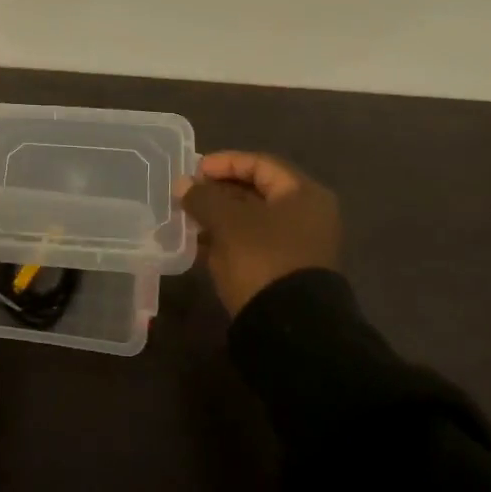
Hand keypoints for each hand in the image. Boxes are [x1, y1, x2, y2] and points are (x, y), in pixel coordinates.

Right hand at [177, 151, 341, 315]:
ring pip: (253, 220)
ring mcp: (299, 245)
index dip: (225, 163)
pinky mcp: (286, 271)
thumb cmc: (262, 259)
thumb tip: (183, 184)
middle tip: (188, 194)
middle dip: (219, 191)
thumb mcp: (227, 222)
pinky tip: (202, 244)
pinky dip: (229, 239)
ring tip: (188, 219)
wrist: (289, 328)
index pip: (260, 164)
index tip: (195, 170)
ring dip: (220, 217)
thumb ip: (203, 197)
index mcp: (303, 194)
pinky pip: (253, 244)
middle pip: (257, 191)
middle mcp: (307, 215)